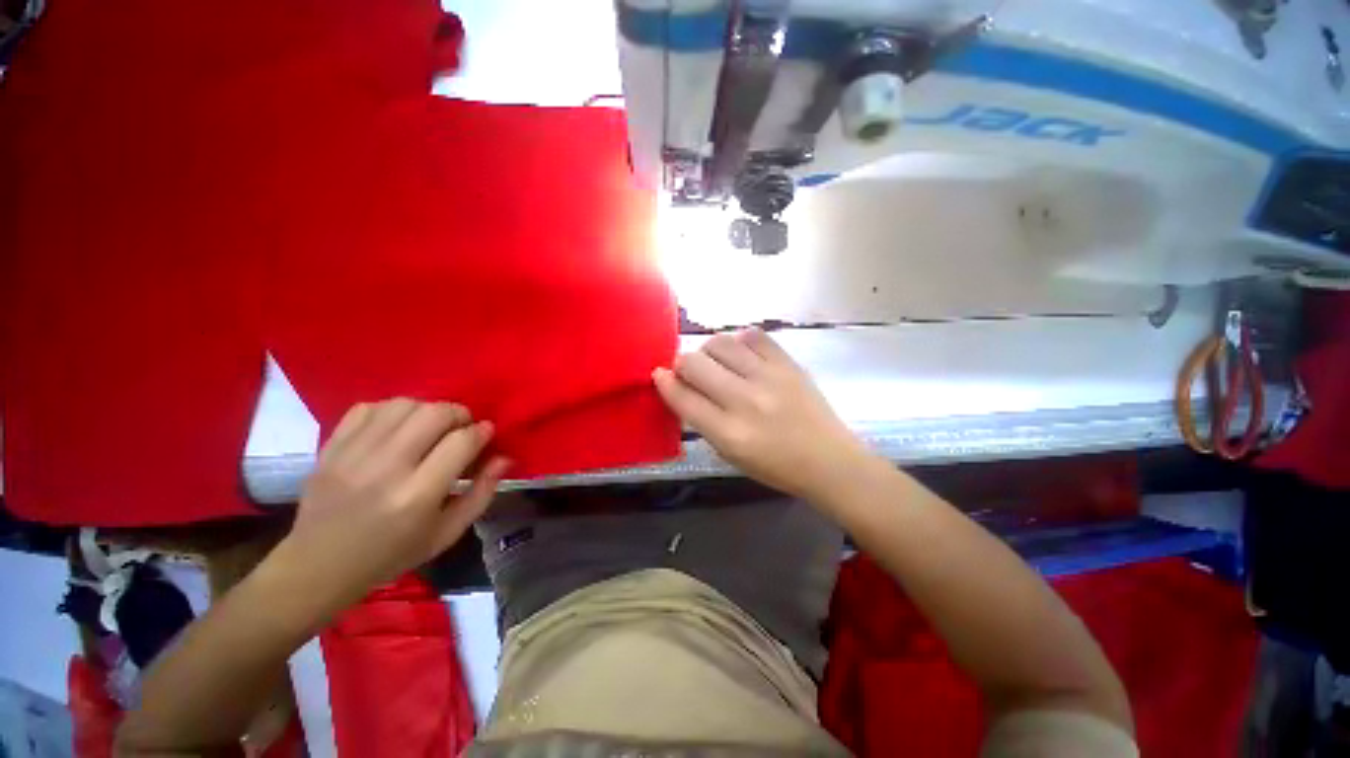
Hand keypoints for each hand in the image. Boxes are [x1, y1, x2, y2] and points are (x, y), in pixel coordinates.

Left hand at [274, 399, 508, 614]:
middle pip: (434, 413)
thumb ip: (482, 493)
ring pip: (404, 404)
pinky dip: (391, 410)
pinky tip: (398, 427)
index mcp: (417, 496)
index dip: (482, 431)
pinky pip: (368, 407)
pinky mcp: (331, 448)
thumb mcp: (447, 534)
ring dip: (428, 409)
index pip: (461, 442)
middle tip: (461, 428)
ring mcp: (353, 455)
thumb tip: (503, 457)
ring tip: (431, 427)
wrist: (317, 567)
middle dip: (459, 414)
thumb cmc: (391, 555)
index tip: (487, 433)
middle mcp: (385, 468)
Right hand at [653, 329, 869, 503]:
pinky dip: (740, 342)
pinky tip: (742, 355)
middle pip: (695, 363)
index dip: (664, 383)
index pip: (683, 398)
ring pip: (720, 343)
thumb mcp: (729, 455)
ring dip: (708, 351)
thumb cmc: (775, 466)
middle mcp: (746, 401)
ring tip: (716, 362)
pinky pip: (753, 336)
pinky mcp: (788, 363)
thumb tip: (678, 387)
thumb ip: (701, 421)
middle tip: (689, 372)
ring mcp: (769, 377)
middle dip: (682, 364)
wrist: (829, 460)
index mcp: (729, 433)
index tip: (659, 375)